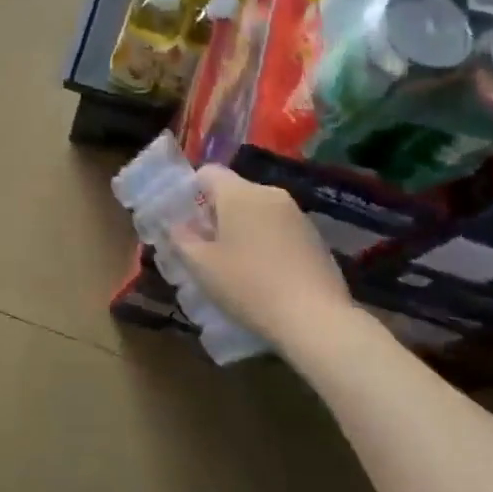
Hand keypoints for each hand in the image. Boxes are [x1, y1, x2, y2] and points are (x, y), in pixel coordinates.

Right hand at [173, 166, 351, 348]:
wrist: (315, 318)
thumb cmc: (248, 286)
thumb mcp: (201, 266)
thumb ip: (181, 238)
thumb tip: (176, 224)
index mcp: (238, 193)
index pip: (208, 172)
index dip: (192, 192)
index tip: (188, 223)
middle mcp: (269, 192)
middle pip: (234, 192)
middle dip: (219, 214)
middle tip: (209, 249)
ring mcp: (296, 213)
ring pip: (259, 210)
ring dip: (245, 228)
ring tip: (239, 265)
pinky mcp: (316, 236)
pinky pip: (281, 228)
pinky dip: (269, 242)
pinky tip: (268, 274)